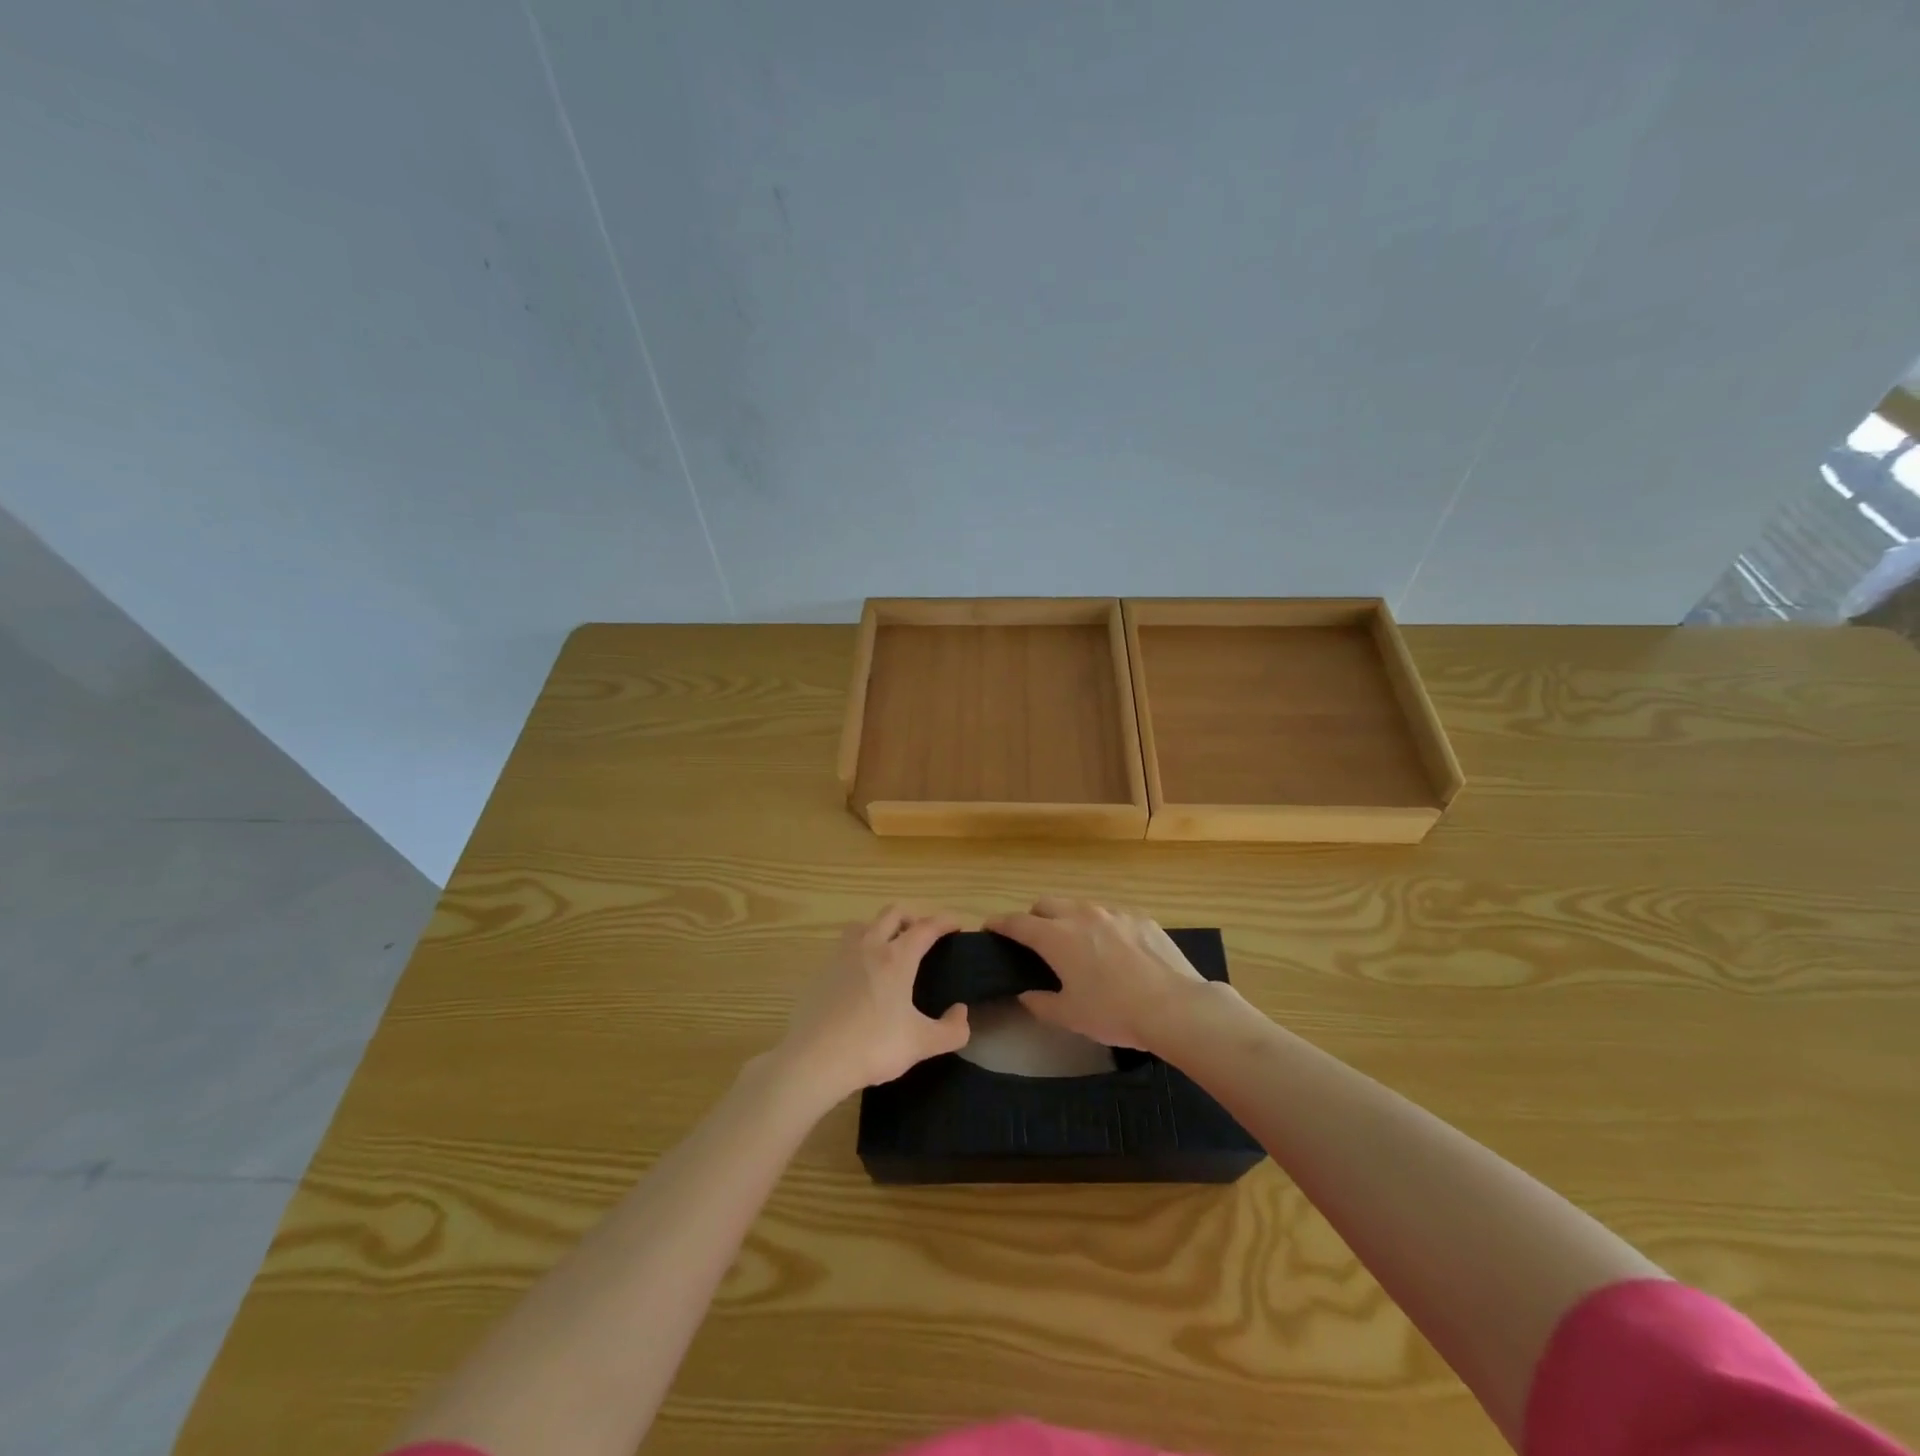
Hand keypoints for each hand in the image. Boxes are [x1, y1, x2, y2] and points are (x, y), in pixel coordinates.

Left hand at [774, 905, 969, 1101]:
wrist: (814, 1060)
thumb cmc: (873, 1046)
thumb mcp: (922, 1043)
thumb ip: (951, 1030)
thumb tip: (961, 1013)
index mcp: (897, 958)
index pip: (926, 927)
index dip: (945, 921)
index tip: (957, 924)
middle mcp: (869, 947)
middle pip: (892, 913)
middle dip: (913, 917)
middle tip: (924, 935)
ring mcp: (841, 957)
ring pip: (863, 925)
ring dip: (880, 927)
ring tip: (889, 948)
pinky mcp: (821, 972)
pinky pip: (844, 947)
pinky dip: (858, 950)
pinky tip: (861, 976)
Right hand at [986, 898, 1207, 1052]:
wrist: (1174, 1006)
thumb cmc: (1114, 1012)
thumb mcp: (1070, 1016)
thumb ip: (1041, 1003)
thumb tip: (1026, 995)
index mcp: (1057, 937)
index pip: (1018, 923)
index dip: (1000, 924)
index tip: (990, 927)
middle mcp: (1081, 916)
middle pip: (1046, 904)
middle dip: (1034, 916)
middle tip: (1034, 939)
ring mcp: (1114, 913)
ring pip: (1080, 906)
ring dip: (1068, 919)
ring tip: (1076, 944)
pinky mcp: (1141, 919)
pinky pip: (1112, 916)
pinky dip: (1102, 927)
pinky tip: (1115, 950)